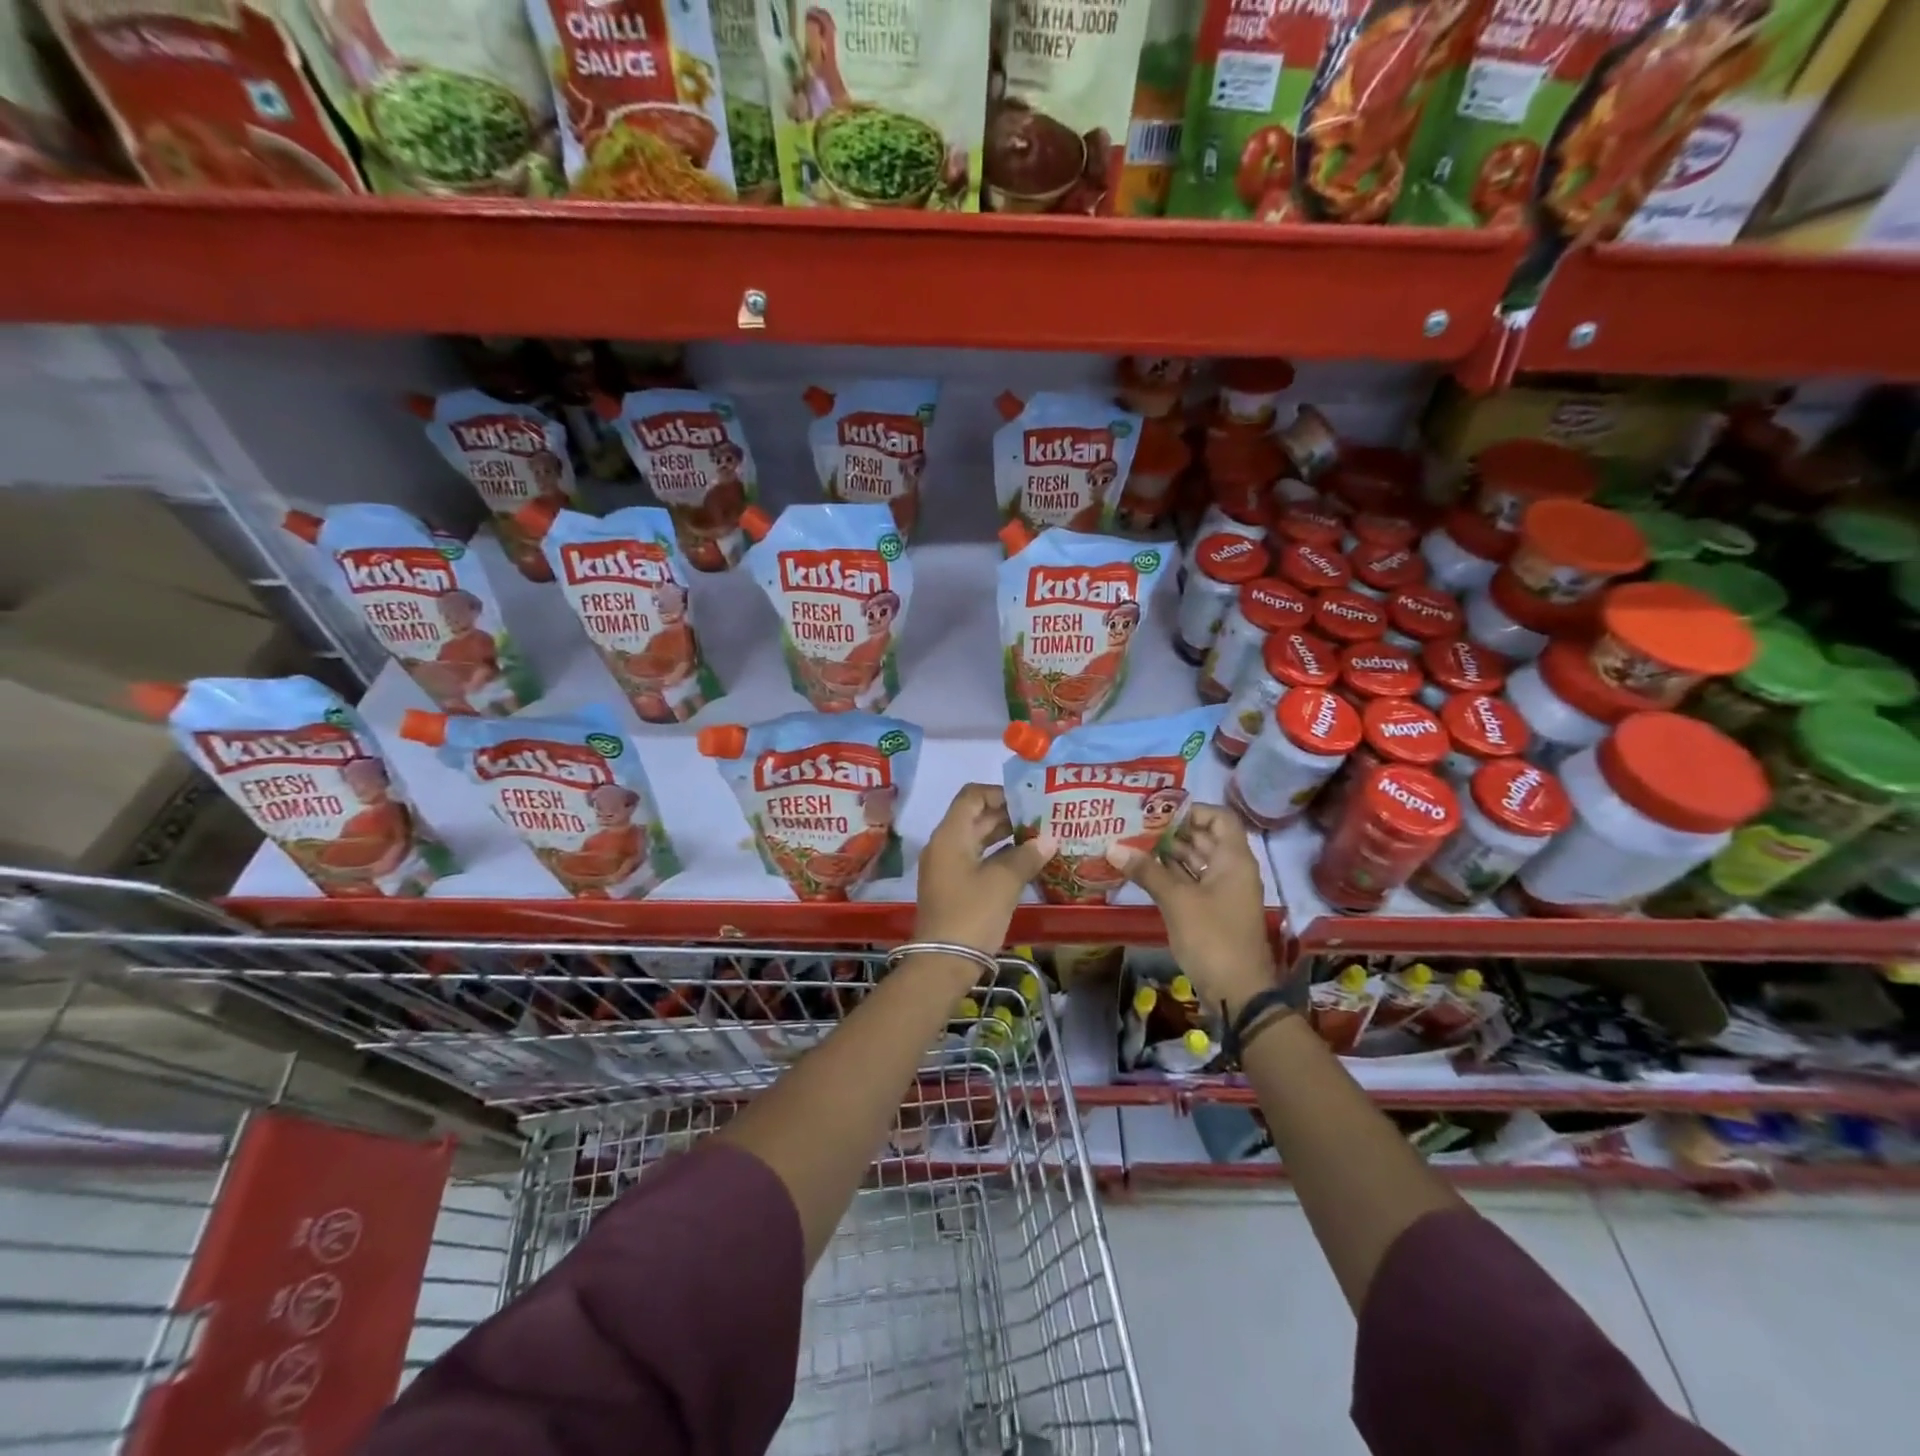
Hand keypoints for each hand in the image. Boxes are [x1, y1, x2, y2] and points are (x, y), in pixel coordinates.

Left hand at [914, 785, 1055, 955]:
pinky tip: (1025, 863)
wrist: (943, 963)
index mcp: (950, 835)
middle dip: (1008, 815)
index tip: (1029, 802)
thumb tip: (1048, 839)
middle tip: (1042, 819)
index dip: (1000, 793)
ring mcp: (946, 867)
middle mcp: (944, 845)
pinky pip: (976, 859)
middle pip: (975, 816)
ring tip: (1039, 838)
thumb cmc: (972, 914)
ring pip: (977, 839)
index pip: (972, 796)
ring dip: (1005, 836)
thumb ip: (1026, 856)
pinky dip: (998, 856)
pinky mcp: (952, 887)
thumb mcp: (1003, 882)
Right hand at [1106, 803, 1277, 1011]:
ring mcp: (1223, 893)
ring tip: (1132, 844)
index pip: (1219, 818)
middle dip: (1172, 831)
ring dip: (1168, 854)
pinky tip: (1142, 872)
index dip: (1192, 810)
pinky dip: (1171, 876)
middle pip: (1204, 838)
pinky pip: (1191, 883)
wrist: (1237, 992)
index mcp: (1234, 859)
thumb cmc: (1212, 938)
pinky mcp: (1212, 912)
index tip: (1159, 811)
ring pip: (1196, 862)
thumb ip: (1147, 871)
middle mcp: (1232, 870)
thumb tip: (1113, 847)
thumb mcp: (1177, 901)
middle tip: (1135, 825)